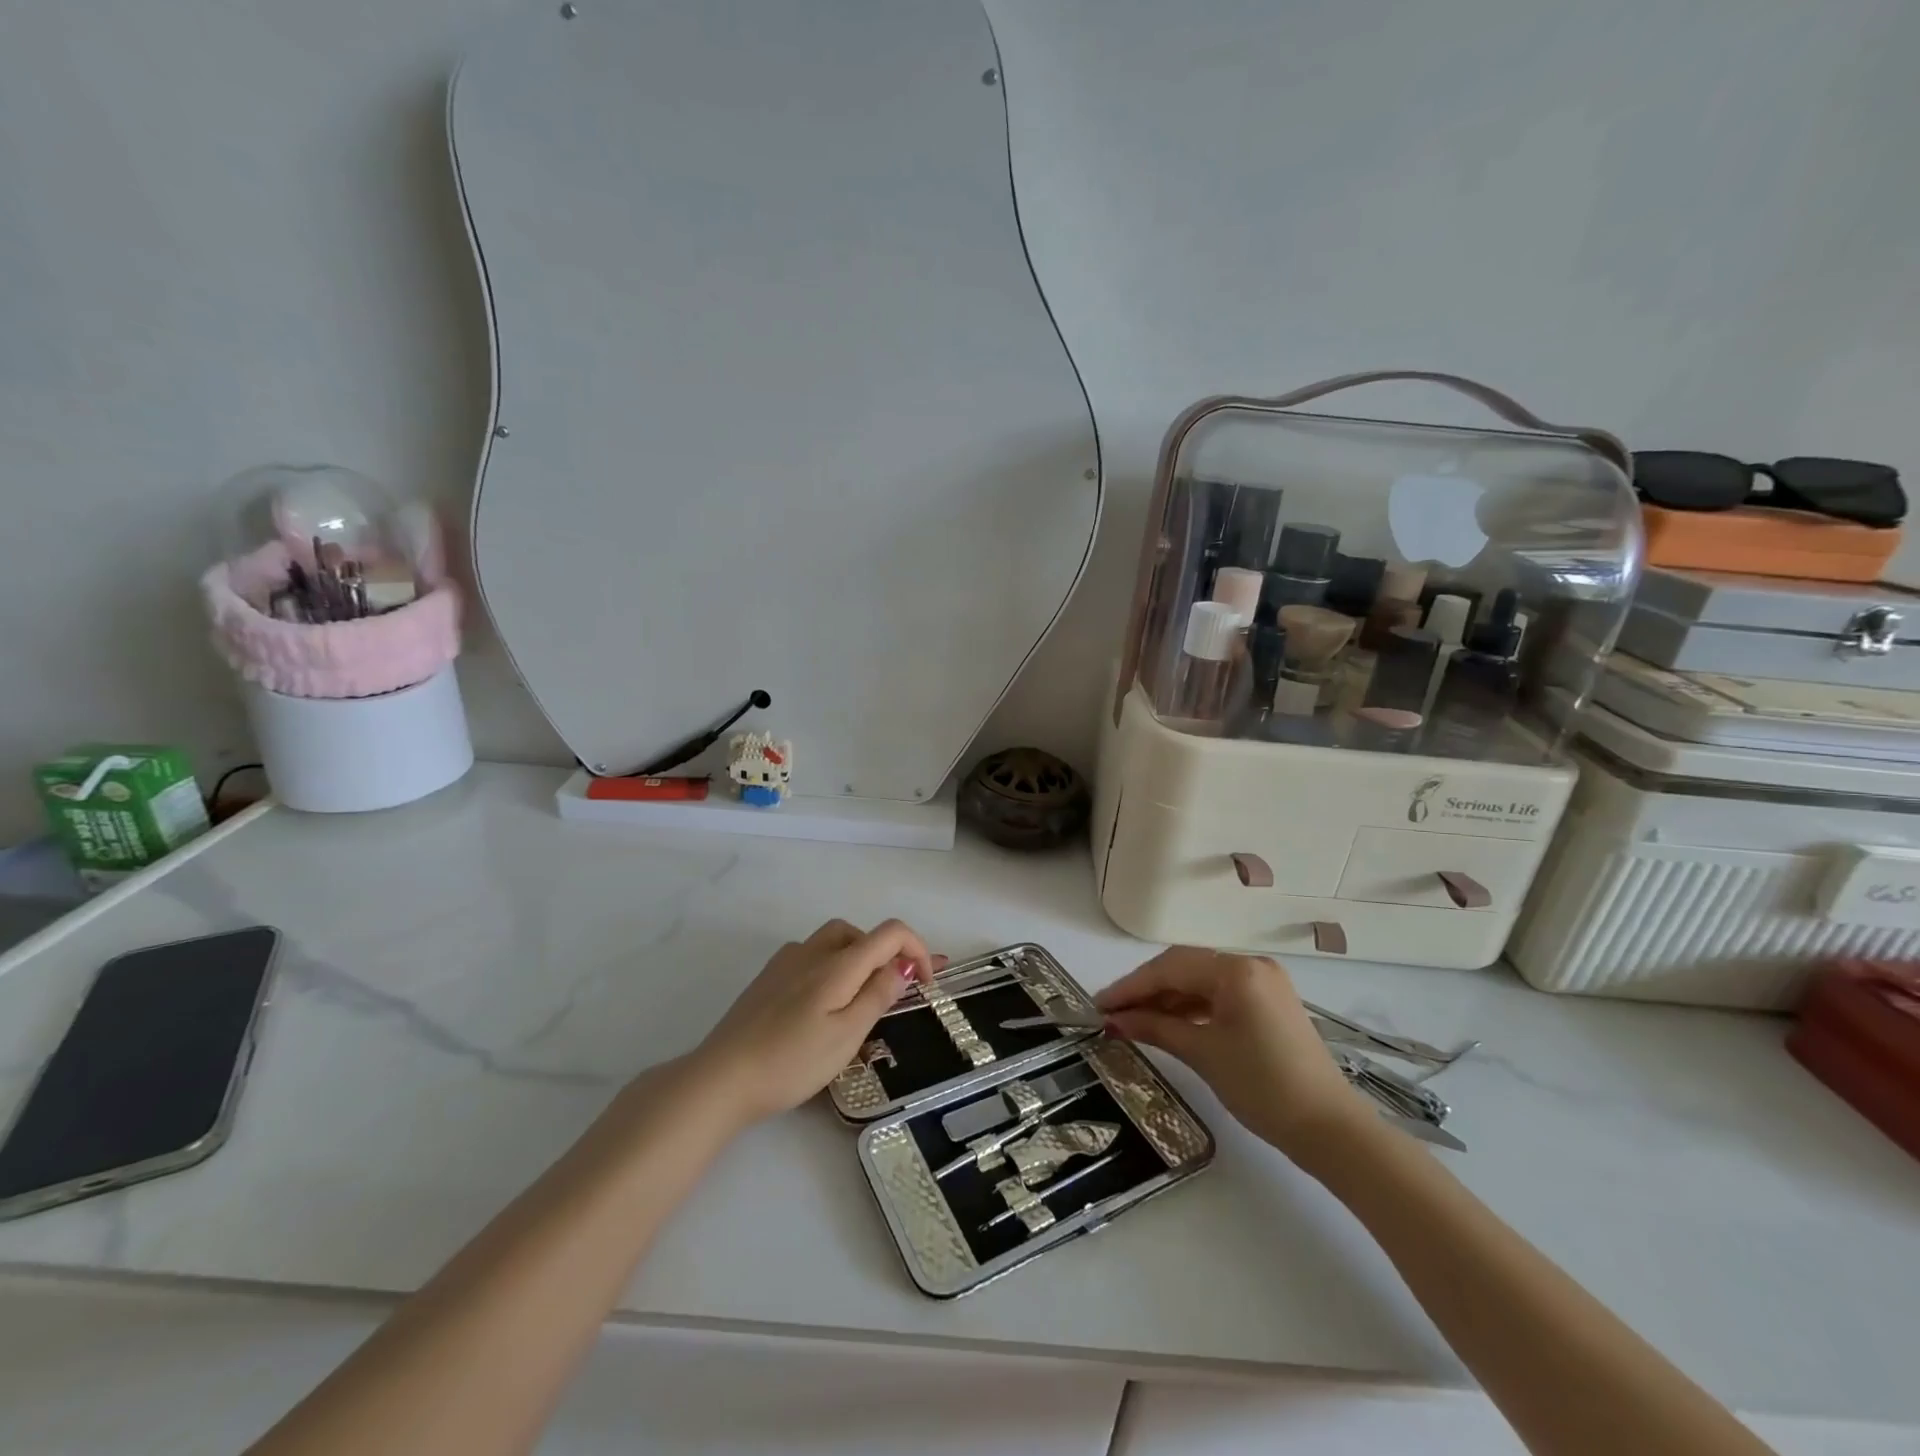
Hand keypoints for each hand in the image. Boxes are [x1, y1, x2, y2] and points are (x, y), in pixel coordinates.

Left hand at [688, 919, 941, 1126]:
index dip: (918, 950)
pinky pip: (810, 958)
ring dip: (857, 961)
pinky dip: (831, 969)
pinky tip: (821, 1006)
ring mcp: (785, 962)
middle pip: (860, 933)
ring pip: (833, 943)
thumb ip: (878, 994)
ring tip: (860, 1002)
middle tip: (893, 994)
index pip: (890, 933)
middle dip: (885, 955)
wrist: (721, 1078)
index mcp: (838, 963)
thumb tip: (904, 964)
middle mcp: (812, 951)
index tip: (926, 985)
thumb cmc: (791, 1061)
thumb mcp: (846, 1035)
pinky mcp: (767, 979)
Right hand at [1095, 947, 1374, 1165]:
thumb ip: (1155, 1027)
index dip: (1131, 986)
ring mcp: (1264, 983)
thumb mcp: (1203, 1054)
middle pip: (1185, 968)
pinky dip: (1192, 1008)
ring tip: (1133, 1021)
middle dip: (1146, 990)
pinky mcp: (1270, 1004)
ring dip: (1167, 1000)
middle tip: (1112, 1013)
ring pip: (1202, 982)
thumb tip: (1115, 1020)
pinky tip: (1169, 1024)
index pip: (1170, 968)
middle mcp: (1251, 965)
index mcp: (1237, 970)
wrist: (1330, 1131)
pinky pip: (1220, 996)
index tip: (1098, 1005)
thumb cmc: (1263, 1088)